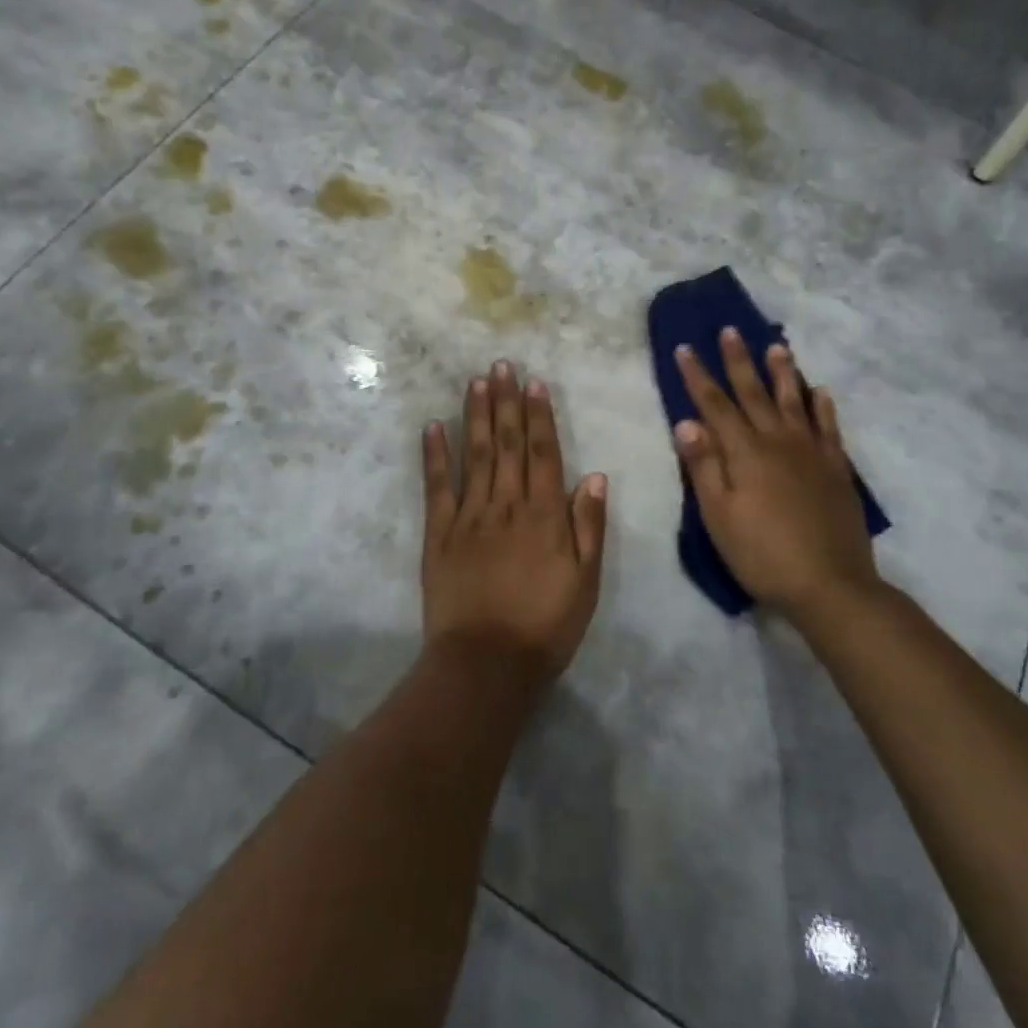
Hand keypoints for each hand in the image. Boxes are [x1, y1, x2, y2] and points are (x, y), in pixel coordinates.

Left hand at [421, 361, 607, 683]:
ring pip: (473, 455)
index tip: (534, 383)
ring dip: (475, 415)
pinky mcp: (439, 533)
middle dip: (505, 401)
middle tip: (502, 365)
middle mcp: (506, 505)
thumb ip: (588, 527)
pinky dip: (435, 455)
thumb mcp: (585, 583)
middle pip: (506, 444)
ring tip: (476, 381)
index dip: (539, 416)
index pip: (542, 453)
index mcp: (544, 515)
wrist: (486, 663)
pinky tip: (433, 426)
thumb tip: (595, 476)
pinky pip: (437, 486)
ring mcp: (469, 516)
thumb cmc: (544, 626)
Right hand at [673, 328, 880, 619]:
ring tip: (777, 346)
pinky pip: (829, 427)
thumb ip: (703, 466)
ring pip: (794, 401)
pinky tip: (820, 391)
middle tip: (730, 330)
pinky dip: (823, 406)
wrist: (830, 585)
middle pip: (754, 393)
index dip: (698, 376)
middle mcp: (778, 441)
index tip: (685, 348)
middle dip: (738, 360)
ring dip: (783, 372)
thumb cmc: (762, 553)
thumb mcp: (719, 515)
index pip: (715, 405)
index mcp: (745, 452)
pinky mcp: (836, 469)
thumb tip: (686, 421)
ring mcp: (811, 453)